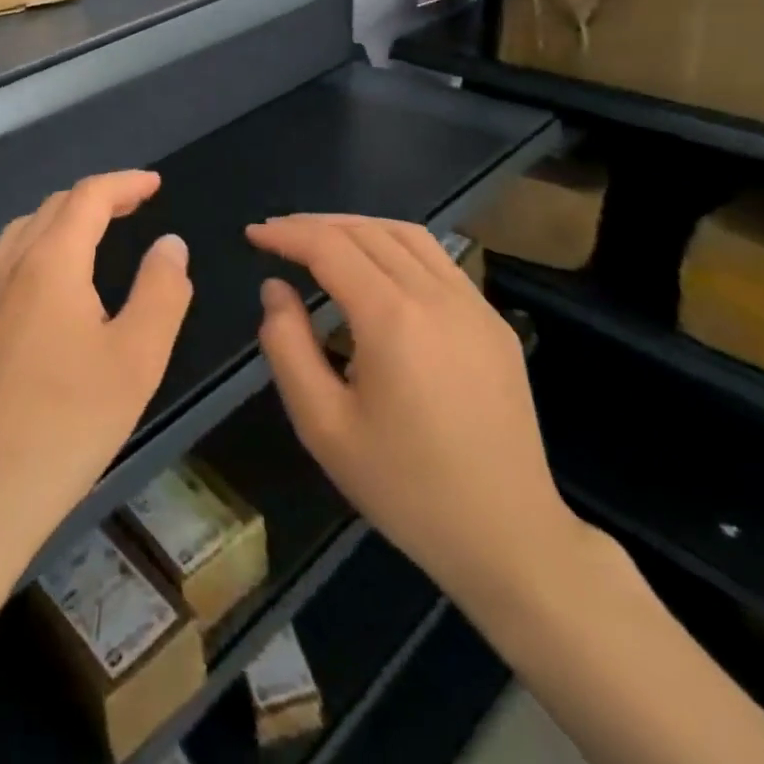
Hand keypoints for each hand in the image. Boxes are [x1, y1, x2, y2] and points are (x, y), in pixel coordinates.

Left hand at [0, 171, 193, 583]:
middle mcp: (6, 267)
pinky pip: (1, 267)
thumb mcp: (137, 359)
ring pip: (20, 234)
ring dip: (60, 222)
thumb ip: (161, 291)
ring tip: (92, 237)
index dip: (124, 183)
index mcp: (50, 262)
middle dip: (95, 199)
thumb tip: (169, 243)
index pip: (88, 197)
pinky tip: (45, 291)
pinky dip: (33, 252)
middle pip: (51, 208)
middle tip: (133, 207)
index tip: (154, 184)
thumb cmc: (67, 424)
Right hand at [250, 215, 582, 612]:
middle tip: (277, 234)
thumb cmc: (406, 488)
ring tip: (321, 239)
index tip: (253, 234)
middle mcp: (436, 296)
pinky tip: (377, 268)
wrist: (510, 538)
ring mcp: (473, 305)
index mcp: (392, 319)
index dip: (286, 234)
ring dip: (356, 226)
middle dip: (315, 225)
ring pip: (406, 235)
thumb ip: (287, 346)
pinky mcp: (493, 321)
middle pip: (366, 231)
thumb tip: (276, 289)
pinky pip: (437, 260)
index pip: (329, 247)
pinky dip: (394, 245)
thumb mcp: (323, 426)